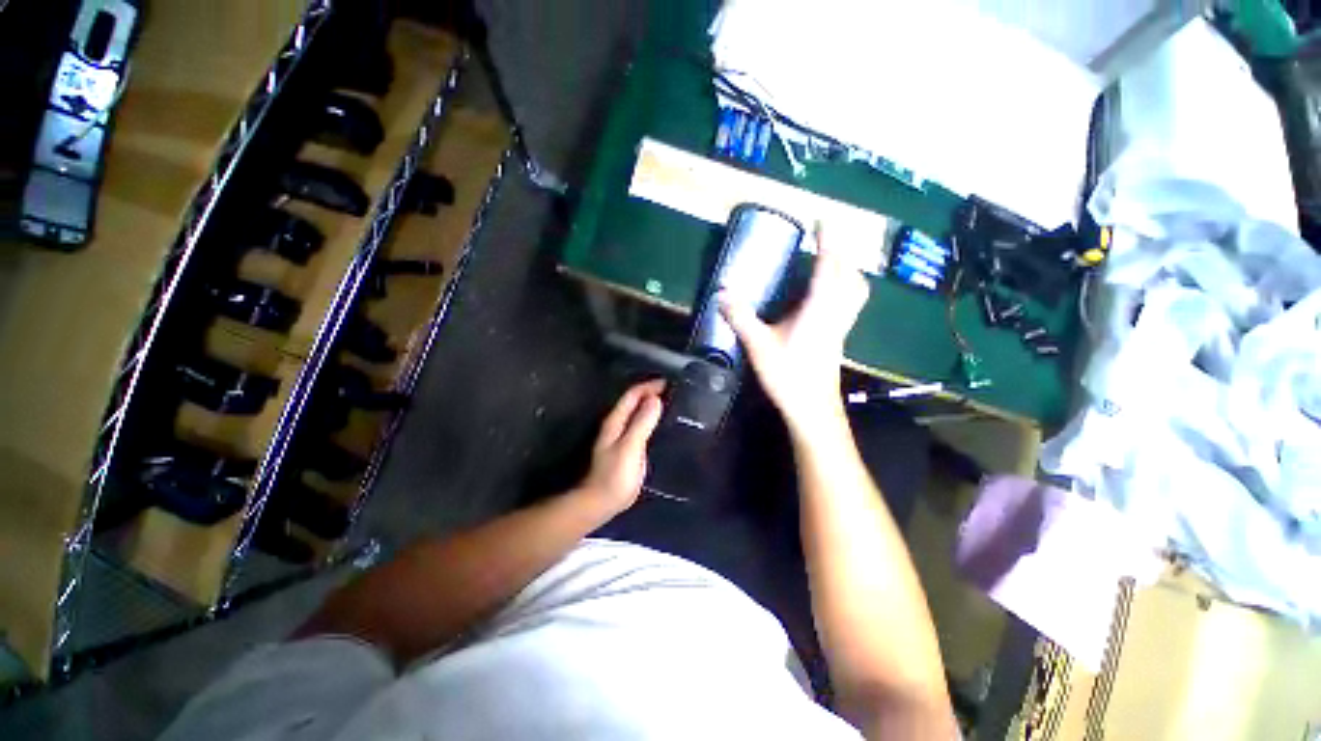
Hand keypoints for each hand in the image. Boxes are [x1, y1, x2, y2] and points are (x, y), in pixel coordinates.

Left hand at [576, 379, 665, 513]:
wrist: (602, 502)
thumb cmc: (615, 475)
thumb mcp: (630, 446)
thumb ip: (642, 422)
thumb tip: (655, 398)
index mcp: (616, 421)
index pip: (632, 395)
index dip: (649, 386)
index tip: (669, 382)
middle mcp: (617, 424)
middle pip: (634, 401)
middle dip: (651, 392)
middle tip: (674, 391)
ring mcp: (621, 437)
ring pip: (637, 413)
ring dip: (652, 405)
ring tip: (672, 403)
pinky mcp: (627, 448)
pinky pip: (641, 425)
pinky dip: (651, 419)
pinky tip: (662, 424)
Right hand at [719, 224, 868, 434]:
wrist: (812, 408)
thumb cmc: (789, 375)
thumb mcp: (759, 345)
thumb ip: (741, 317)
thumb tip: (721, 294)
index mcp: (819, 309)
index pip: (829, 267)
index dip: (828, 241)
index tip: (822, 220)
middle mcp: (835, 313)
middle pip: (850, 276)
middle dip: (841, 254)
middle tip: (825, 243)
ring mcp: (841, 326)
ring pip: (855, 291)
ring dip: (846, 271)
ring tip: (828, 265)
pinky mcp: (839, 338)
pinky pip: (849, 304)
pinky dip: (843, 290)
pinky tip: (824, 297)